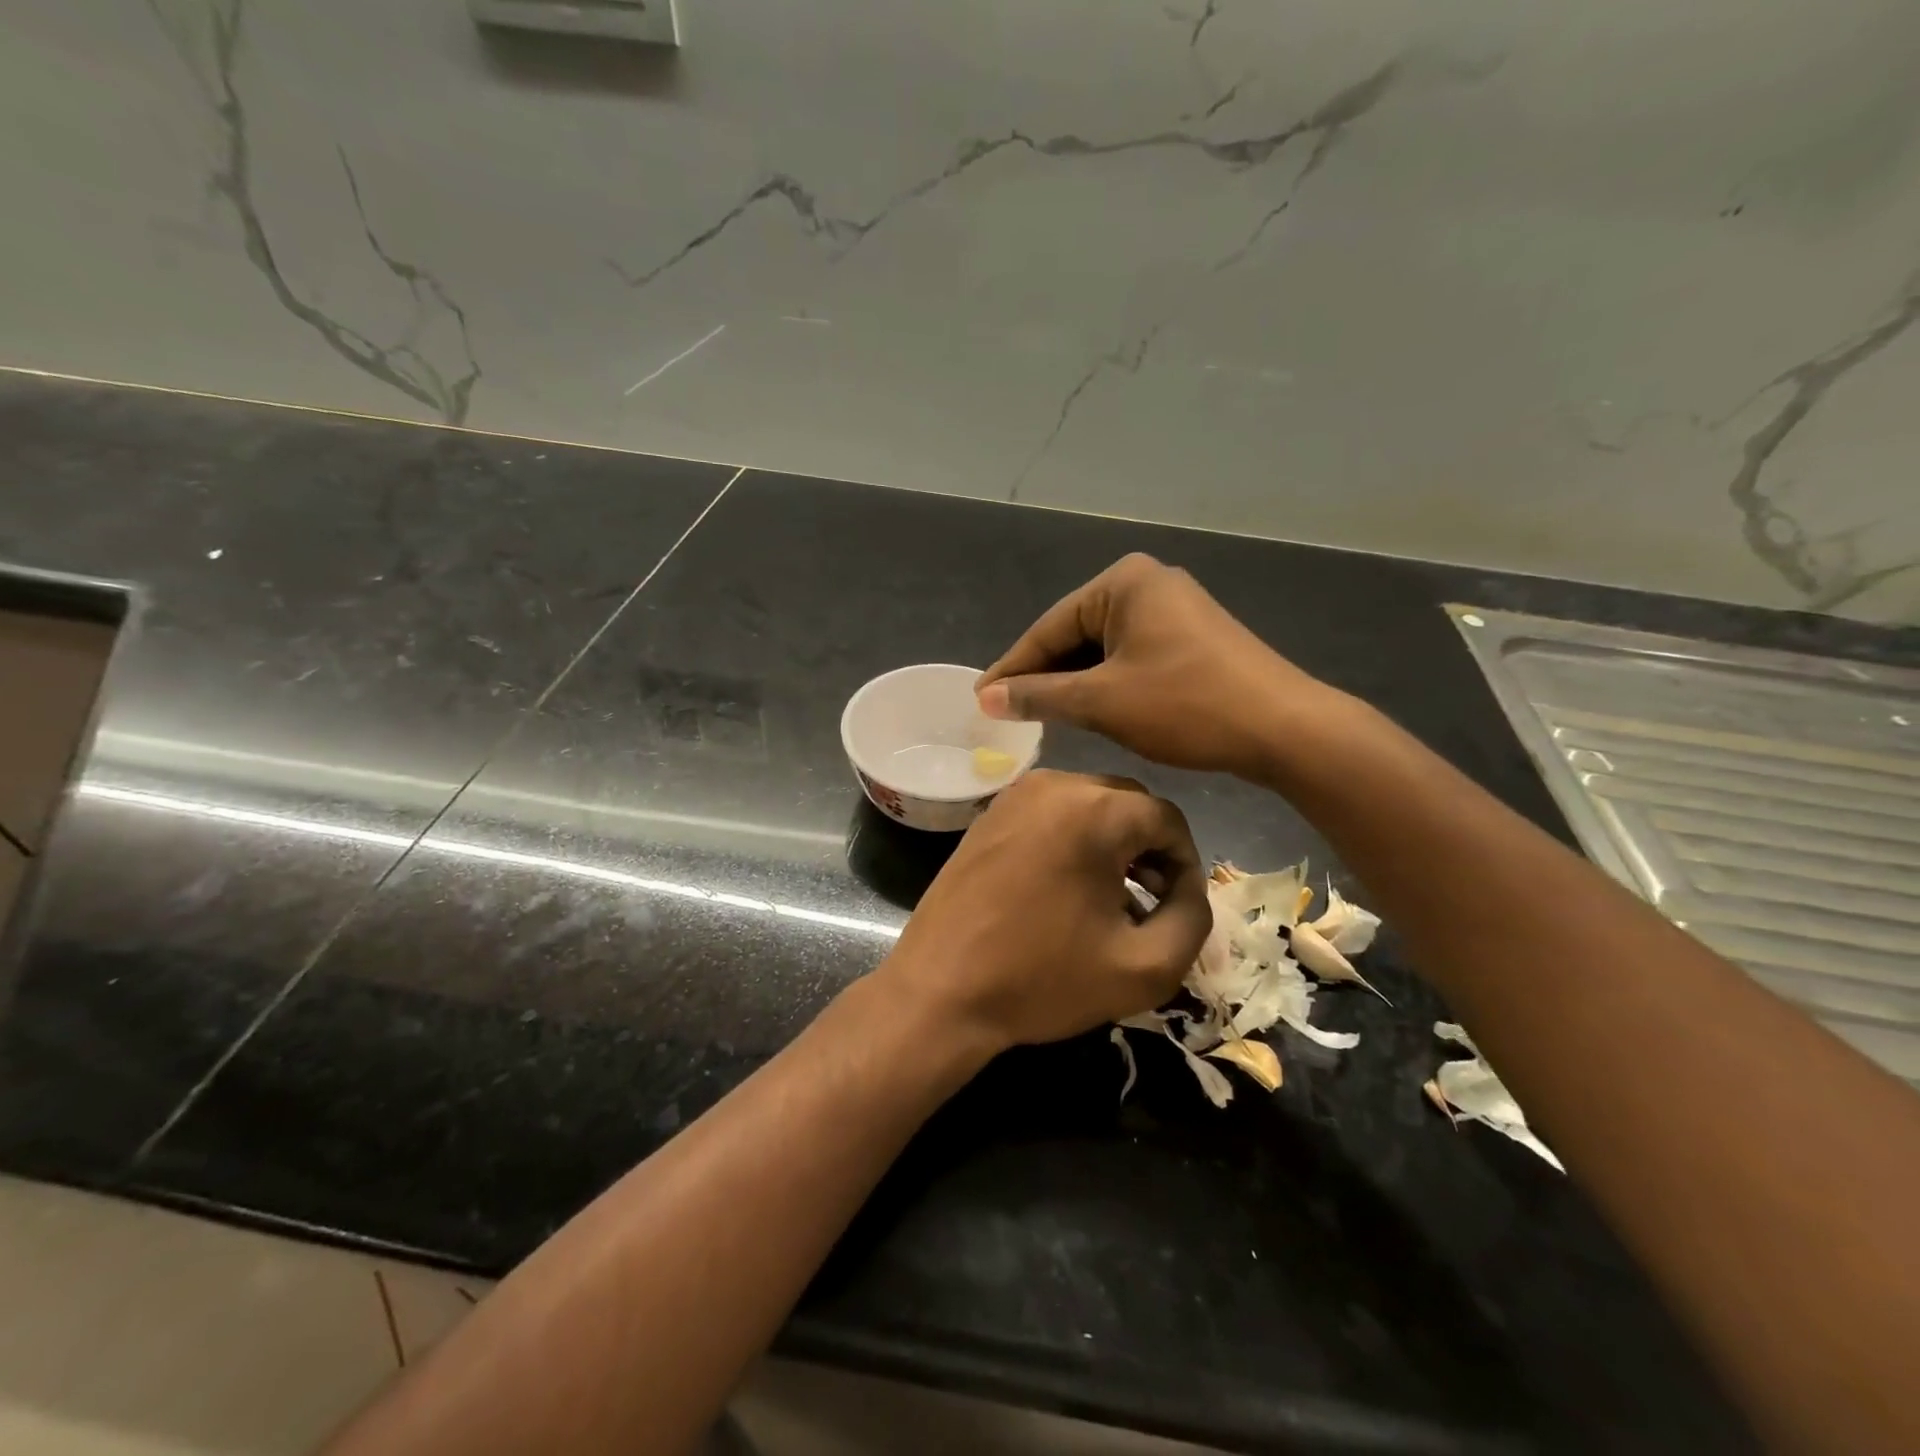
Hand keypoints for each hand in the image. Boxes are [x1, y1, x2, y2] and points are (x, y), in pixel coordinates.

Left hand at [876, 769, 1211, 1049]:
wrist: (940, 991)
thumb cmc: (1042, 979)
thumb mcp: (1144, 966)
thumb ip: (1192, 920)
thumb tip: (1189, 890)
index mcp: (1093, 809)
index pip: (1167, 819)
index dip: (1185, 866)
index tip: (1178, 908)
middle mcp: (1053, 784)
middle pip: (1128, 805)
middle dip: (1150, 850)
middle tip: (1152, 902)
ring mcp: (1013, 795)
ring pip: (1089, 806)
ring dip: (1112, 845)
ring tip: (1114, 899)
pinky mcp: (989, 814)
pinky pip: (1051, 814)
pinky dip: (1073, 841)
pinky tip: (1068, 889)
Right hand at [976, 554, 1338, 779]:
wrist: (1283, 729)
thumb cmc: (1185, 705)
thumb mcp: (1101, 701)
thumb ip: (1039, 696)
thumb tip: (986, 697)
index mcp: (1123, 582)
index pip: (1049, 627)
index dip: (1012, 668)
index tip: (980, 699)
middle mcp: (1148, 584)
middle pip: (1075, 634)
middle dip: (1044, 675)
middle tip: (1006, 712)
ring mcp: (1174, 609)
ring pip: (1103, 649)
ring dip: (1074, 683)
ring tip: (1040, 716)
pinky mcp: (1192, 638)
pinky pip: (1131, 656)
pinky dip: (1106, 683)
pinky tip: (1088, 710)